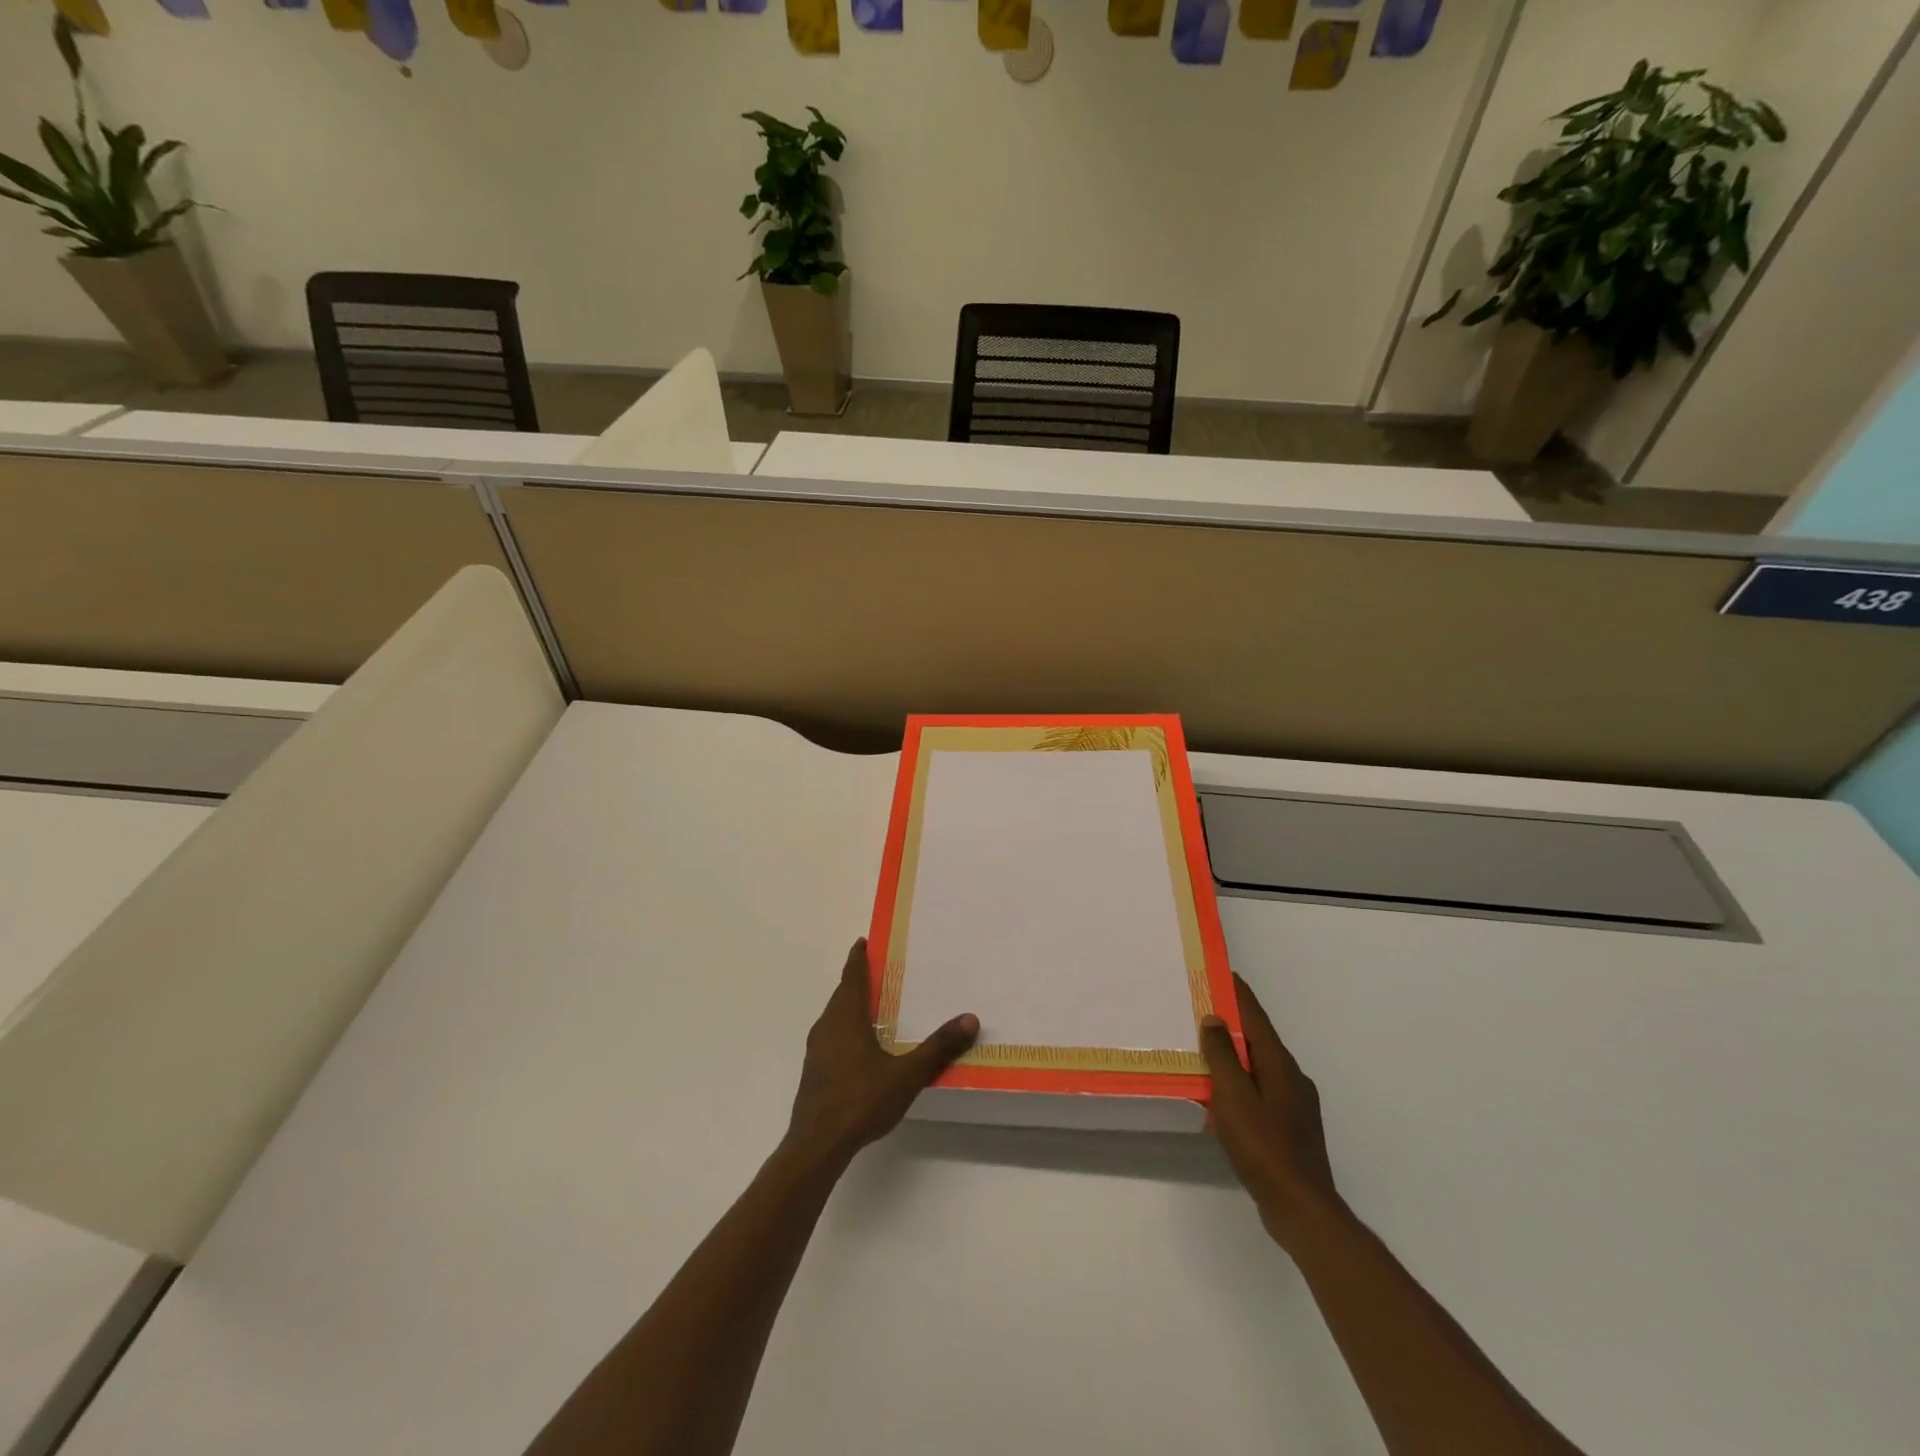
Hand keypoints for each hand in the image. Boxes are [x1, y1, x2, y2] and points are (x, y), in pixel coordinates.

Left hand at [785, 939, 977, 1170]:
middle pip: (842, 995)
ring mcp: (817, 1050)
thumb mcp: (906, 1074)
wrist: (816, 1145)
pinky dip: (846, 1030)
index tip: (862, 942)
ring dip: (850, 1007)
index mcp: (846, 1017)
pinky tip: (861, 1048)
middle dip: (857, 981)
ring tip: (873, 1008)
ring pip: (834, 1017)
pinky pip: (831, 1037)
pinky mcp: (814, 1072)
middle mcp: (827, 1026)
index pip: (851, 977)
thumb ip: (938, 1047)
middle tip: (879, 972)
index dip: (857, 958)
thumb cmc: (860, 1100)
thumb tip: (970, 1019)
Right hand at [1200, 974, 1342, 1248]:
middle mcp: (1292, 1077)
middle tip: (1202, 1008)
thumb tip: (1214, 1019)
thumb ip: (1222, 1056)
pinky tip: (1225, 1095)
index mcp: (1280, 1064)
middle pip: (1259, 1039)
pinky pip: (1262, 1088)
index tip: (1220, 972)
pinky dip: (1242, 1080)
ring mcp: (1296, 1104)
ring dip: (1236, 1053)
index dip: (1237, 993)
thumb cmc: (1264, 1146)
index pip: (1255, 1017)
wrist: (1302, 1208)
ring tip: (1207, 1048)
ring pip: (1260, 1065)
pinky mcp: (1292, 1127)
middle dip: (1233, 1022)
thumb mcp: (1234, 1097)